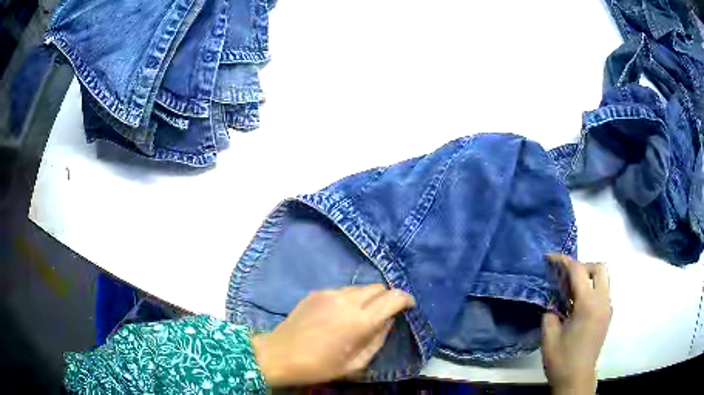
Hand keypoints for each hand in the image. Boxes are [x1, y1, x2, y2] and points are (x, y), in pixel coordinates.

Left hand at [252, 284, 414, 385]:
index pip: (393, 298)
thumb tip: (388, 321)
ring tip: (362, 314)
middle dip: (387, 297)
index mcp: (360, 321)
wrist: (279, 355)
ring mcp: (329, 293)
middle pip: (378, 287)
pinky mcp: (316, 292)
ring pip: (360, 287)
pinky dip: (350, 298)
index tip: (409, 306)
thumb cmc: (318, 366)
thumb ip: (377, 340)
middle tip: (385, 313)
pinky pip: (342, 290)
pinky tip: (340, 314)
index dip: (406, 299)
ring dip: (368, 297)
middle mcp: (347, 300)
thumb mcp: (355, 364)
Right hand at [542, 255, 611, 394]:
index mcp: (588, 305)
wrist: (576, 378)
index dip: (563, 261)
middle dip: (582, 266)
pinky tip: (578, 306)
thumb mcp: (549, 336)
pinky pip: (602, 292)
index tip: (549, 258)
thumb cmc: (562, 359)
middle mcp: (602, 301)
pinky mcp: (607, 316)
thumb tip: (554, 303)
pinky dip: (591, 290)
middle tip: (567, 279)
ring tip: (571, 292)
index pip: (579, 271)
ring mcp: (607, 308)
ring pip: (603, 279)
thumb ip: (550, 312)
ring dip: (588, 278)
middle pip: (599, 267)